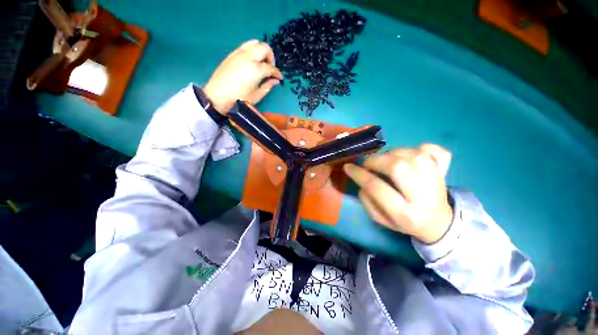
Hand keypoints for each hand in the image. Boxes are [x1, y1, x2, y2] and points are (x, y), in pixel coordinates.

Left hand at [203, 40, 282, 114]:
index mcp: (256, 69)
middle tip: (270, 68)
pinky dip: (252, 50)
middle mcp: (248, 57)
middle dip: (271, 57)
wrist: (217, 97)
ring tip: (261, 62)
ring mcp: (239, 54)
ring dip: (261, 51)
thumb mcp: (257, 96)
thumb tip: (275, 81)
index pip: (271, 67)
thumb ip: (268, 86)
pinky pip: (245, 46)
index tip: (279, 78)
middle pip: (264, 47)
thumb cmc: (239, 99)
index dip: (277, 73)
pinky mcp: (232, 54)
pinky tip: (251, 62)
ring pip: (254, 42)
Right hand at [343, 143, 453, 243]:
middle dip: (376, 161)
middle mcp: (423, 195)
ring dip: (392, 154)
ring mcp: (437, 180)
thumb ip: (366, 200)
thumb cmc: (404, 221)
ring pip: (412, 155)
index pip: (377, 187)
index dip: (359, 174)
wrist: (439, 222)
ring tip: (386, 162)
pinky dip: (421, 148)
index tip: (348, 167)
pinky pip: (435, 150)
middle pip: (397, 167)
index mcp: (404, 212)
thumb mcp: (380, 218)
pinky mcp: (445, 170)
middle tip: (368, 164)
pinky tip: (413, 157)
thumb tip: (361, 179)